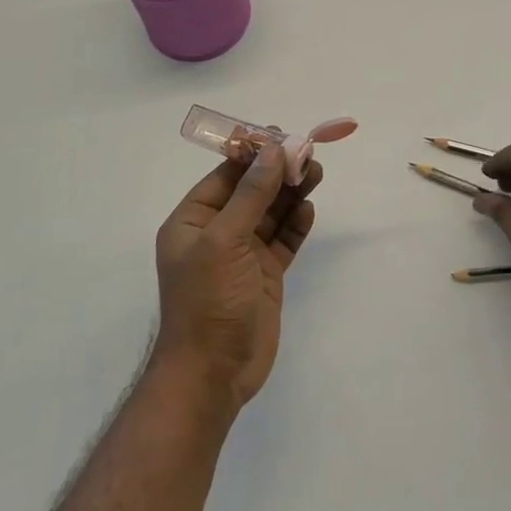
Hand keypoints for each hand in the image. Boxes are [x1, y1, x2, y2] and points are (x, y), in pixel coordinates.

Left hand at [153, 143, 320, 410]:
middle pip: (252, 191)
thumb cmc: (208, 300)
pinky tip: (309, 210)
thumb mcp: (225, 240)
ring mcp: (242, 255)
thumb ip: (251, 194)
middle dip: (278, 172)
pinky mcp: (265, 275)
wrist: (213, 374)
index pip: (225, 176)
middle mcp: (216, 233)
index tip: (282, 135)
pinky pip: (283, 240)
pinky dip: (296, 224)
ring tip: (317, 173)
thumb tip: (272, 150)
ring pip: (270, 213)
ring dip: (291, 193)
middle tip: (309, 153)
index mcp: (193, 221)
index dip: (253, 154)